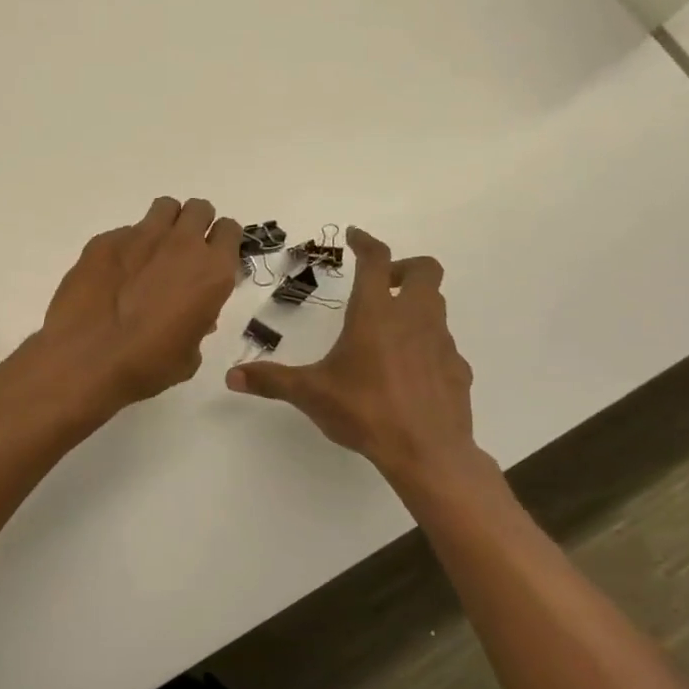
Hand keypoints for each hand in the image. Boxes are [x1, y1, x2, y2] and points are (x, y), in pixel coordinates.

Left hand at [35, 197, 243, 410]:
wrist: (86, 359)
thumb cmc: (147, 365)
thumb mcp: (189, 355)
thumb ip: (199, 324)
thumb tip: (194, 316)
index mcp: (211, 271)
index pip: (230, 230)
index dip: (222, 242)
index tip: (212, 257)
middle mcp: (181, 244)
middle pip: (199, 209)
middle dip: (195, 225)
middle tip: (182, 253)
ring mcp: (140, 236)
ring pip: (164, 208)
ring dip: (164, 225)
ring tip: (151, 253)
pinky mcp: (105, 240)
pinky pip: (124, 232)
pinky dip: (125, 248)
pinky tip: (112, 276)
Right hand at [226, 228, 496, 497]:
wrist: (427, 453)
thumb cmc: (366, 411)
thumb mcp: (311, 394)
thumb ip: (271, 380)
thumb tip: (231, 376)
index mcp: (375, 313)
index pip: (376, 259)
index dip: (366, 242)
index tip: (354, 236)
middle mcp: (413, 318)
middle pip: (425, 269)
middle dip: (404, 268)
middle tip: (382, 284)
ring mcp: (441, 343)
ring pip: (437, 305)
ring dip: (416, 305)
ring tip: (390, 328)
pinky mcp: (457, 369)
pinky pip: (444, 345)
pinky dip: (427, 345)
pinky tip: (409, 371)